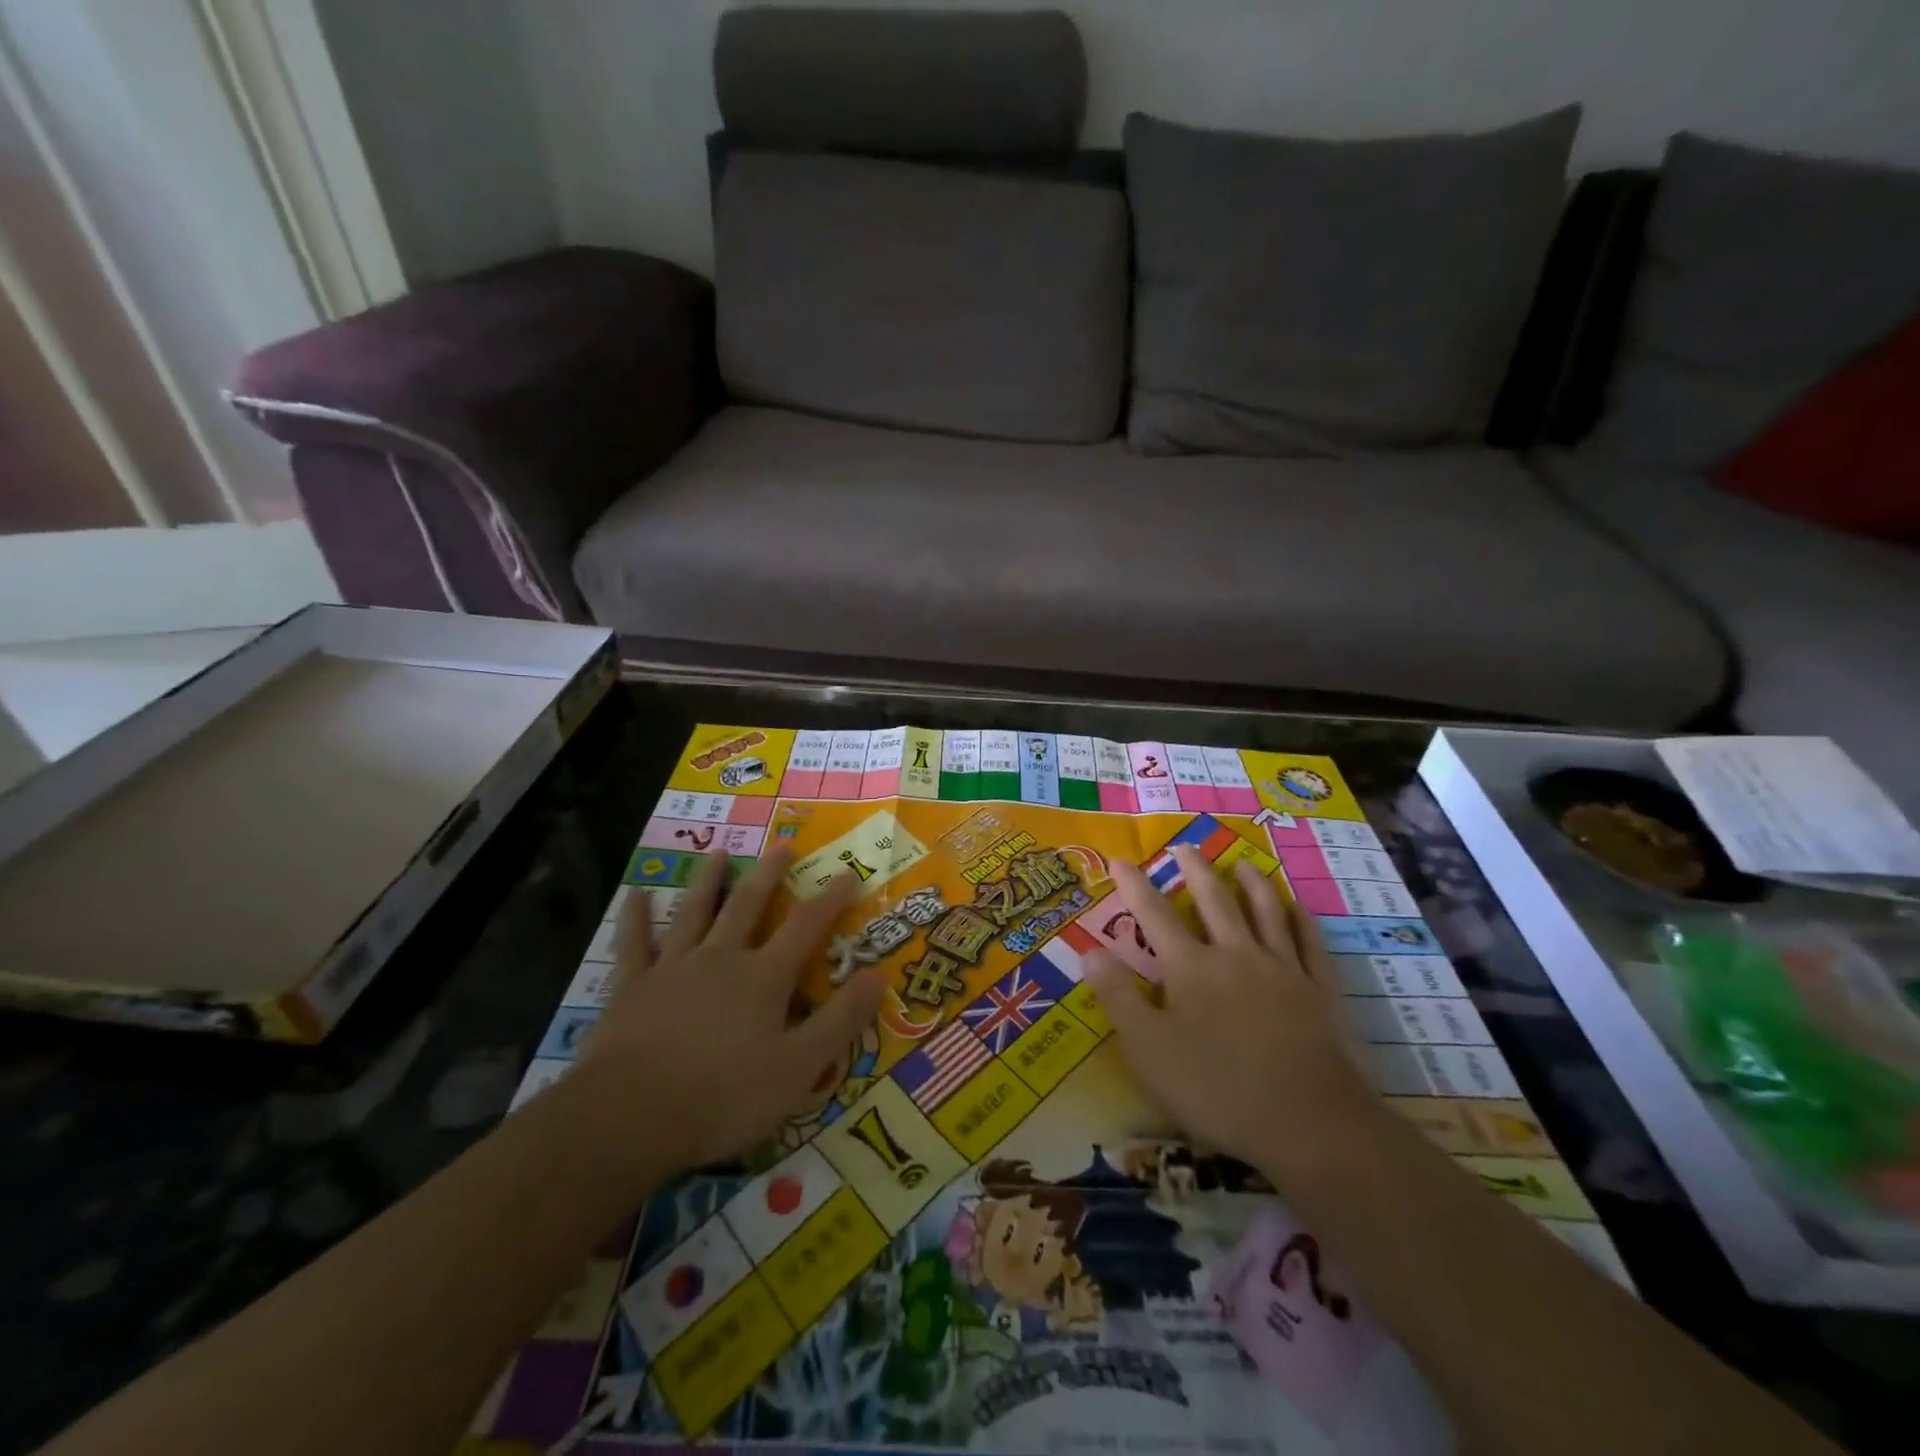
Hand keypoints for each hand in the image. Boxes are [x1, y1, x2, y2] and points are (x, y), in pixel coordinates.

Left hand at [576, 849, 883, 1178]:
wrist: (631, 1115)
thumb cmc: (724, 1096)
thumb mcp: (799, 1067)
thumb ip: (841, 1020)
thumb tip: (878, 975)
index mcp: (763, 977)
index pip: (805, 927)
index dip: (830, 900)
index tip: (848, 874)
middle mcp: (721, 959)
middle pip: (748, 905)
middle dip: (769, 874)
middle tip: (782, 844)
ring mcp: (673, 968)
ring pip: (694, 913)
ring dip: (707, 880)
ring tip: (719, 852)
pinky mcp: (631, 987)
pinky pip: (633, 944)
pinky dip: (634, 917)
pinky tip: (635, 894)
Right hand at [1085, 846, 1384, 1184]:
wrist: (1310, 1124)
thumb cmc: (1217, 1090)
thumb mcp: (1149, 1050)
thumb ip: (1118, 997)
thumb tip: (1090, 951)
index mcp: (1192, 968)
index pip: (1155, 915)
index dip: (1135, 886)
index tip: (1120, 860)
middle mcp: (1237, 955)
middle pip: (1215, 900)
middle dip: (1196, 871)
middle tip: (1185, 847)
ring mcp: (1284, 970)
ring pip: (1266, 912)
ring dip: (1251, 883)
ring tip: (1241, 863)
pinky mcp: (1321, 992)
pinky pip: (1311, 944)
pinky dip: (1302, 920)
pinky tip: (1297, 906)